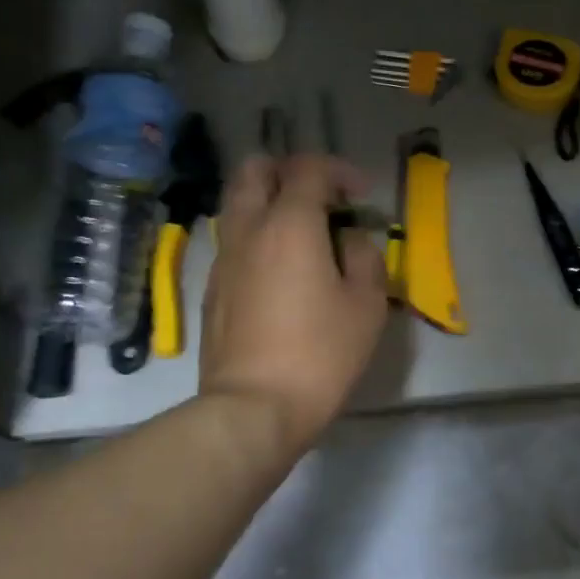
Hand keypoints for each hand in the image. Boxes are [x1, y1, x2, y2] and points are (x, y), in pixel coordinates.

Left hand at [199, 154, 388, 457]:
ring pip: (237, 204)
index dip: (339, 171)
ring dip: (269, 202)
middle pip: (255, 169)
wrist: (252, 409)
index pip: (308, 169)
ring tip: (301, 235)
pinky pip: (232, 240)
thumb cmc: (320, 355)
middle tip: (320, 199)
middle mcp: (248, 230)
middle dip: (289, 171)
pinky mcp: (212, 288)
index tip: (360, 195)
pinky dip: (256, 236)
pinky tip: (280, 272)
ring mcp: (223, 259)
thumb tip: (348, 239)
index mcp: (289, 225)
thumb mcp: (367, 305)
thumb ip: (364, 256)